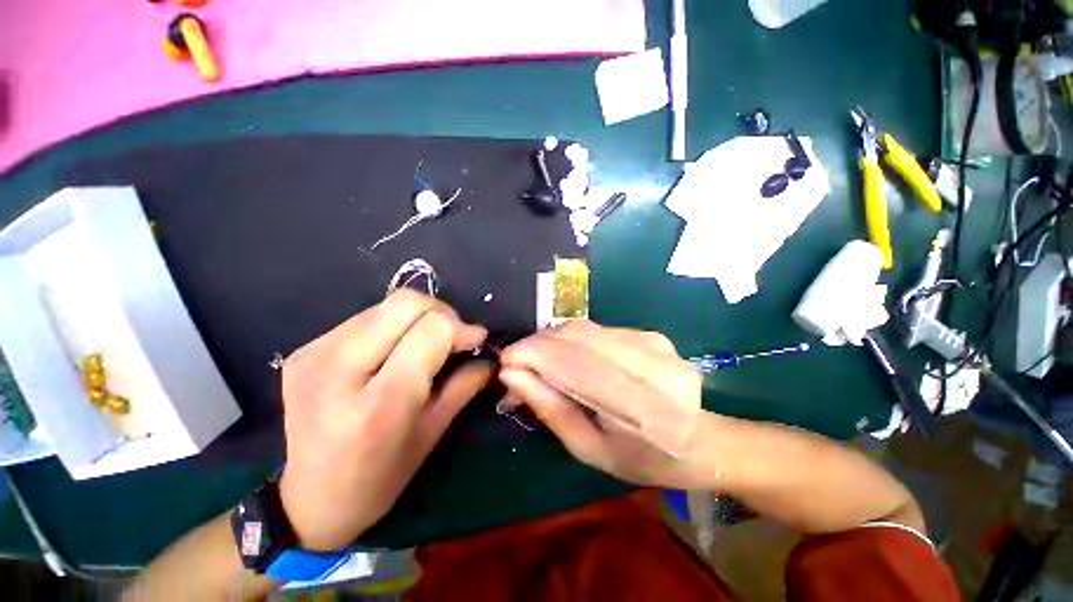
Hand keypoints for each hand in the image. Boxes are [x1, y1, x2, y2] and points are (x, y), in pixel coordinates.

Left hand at [277, 290, 490, 550]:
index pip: (431, 330)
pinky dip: (392, 325)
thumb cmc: (380, 477)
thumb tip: (489, 357)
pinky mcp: (304, 350)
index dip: (461, 328)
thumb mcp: (432, 433)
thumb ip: (465, 386)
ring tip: (425, 343)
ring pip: (386, 305)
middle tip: (452, 337)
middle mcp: (338, 370)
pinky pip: (365, 318)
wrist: (309, 500)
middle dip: (441, 313)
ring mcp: (314, 355)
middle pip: (405, 303)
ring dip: (417, 318)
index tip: (475, 341)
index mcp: (379, 403)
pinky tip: (394, 350)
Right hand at [498, 320, 703, 488]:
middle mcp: (651, 364)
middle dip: (539, 344)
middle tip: (518, 361)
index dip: (533, 355)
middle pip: (577, 336)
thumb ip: (550, 408)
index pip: (574, 363)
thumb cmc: (640, 458)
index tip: (506, 360)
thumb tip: (511, 374)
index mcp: (641, 407)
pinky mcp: (651, 334)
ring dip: (554, 340)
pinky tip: (569, 355)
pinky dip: (574, 339)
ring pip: (586, 329)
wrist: (699, 441)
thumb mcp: (588, 448)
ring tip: (539, 359)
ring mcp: (654, 343)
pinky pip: (599, 329)